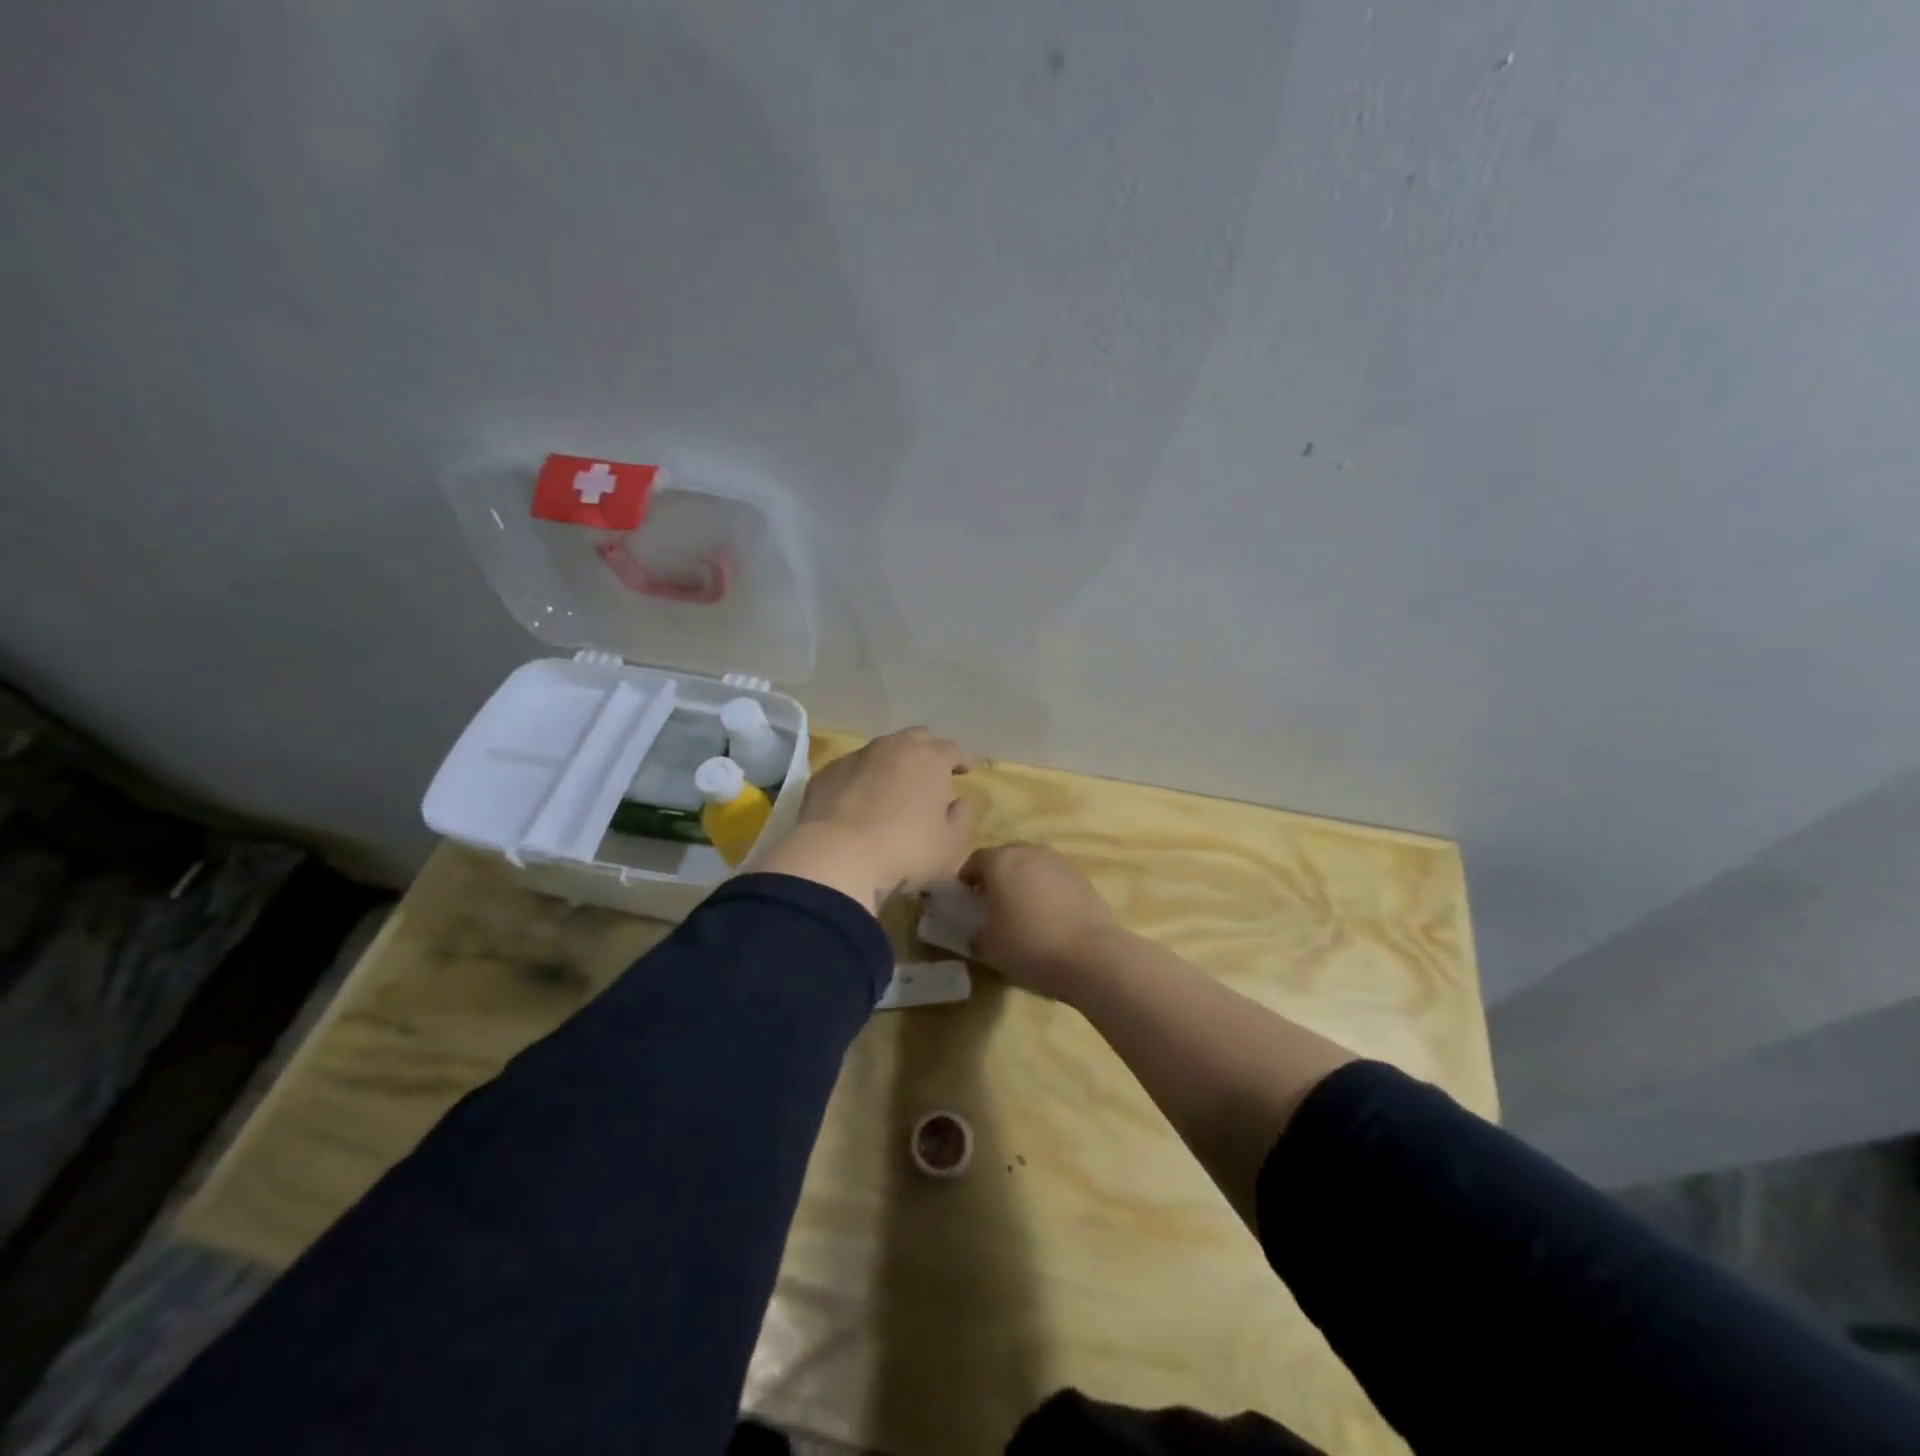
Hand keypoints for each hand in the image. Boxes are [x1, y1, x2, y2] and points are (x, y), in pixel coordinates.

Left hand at [759, 728, 974, 910]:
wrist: (837, 856)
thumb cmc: (905, 850)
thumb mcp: (950, 844)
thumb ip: (962, 818)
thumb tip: (958, 802)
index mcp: (930, 758)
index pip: (952, 749)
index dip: (961, 760)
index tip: (964, 772)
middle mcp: (893, 747)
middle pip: (917, 738)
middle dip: (928, 751)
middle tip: (931, 773)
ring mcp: (857, 756)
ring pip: (882, 750)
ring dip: (893, 763)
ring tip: (894, 786)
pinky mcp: (827, 772)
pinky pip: (852, 769)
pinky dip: (862, 778)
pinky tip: (859, 800)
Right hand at [959, 842, 1123, 998]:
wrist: (1091, 954)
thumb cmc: (1029, 944)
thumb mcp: (990, 946)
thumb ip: (979, 932)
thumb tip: (980, 931)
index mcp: (1000, 862)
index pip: (976, 860)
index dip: (967, 878)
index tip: (966, 898)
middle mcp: (1029, 852)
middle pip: (1006, 857)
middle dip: (997, 875)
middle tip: (993, 902)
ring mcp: (1059, 862)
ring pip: (1033, 865)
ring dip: (1024, 881)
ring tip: (1022, 909)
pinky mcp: (1082, 877)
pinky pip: (1054, 878)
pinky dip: (1046, 890)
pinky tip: (1048, 916)